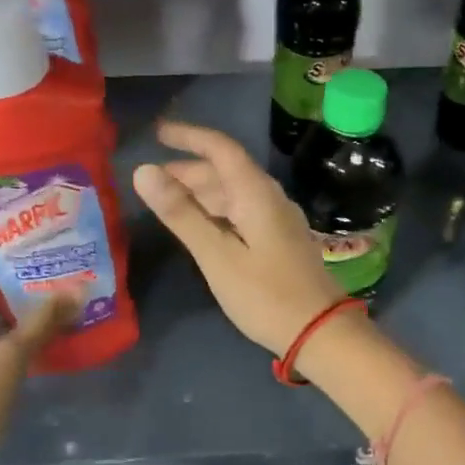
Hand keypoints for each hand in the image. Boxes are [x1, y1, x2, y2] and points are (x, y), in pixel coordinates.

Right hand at [133, 121, 350, 356]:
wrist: (320, 331)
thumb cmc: (265, 295)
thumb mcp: (217, 256)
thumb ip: (181, 213)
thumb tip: (144, 171)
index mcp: (257, 193)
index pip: (221, 149)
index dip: (189, 137)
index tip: (158, 133)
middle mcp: (271, 198)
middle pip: (227, 171)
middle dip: (189, 170)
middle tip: (152, 179)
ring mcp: (279, 219)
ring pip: (235, 193)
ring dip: (202, 192)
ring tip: (168, 201)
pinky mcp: (280, 239)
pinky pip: (244, 211)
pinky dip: (217, 211)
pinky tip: (201, 226)